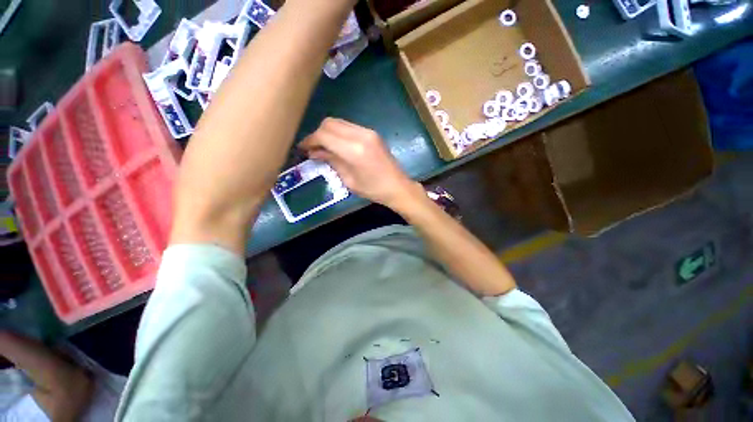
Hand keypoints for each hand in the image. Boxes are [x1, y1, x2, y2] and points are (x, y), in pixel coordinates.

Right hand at [299, 118, 421, 208]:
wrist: (398, 186)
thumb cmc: (373, 189)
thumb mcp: (349, 180)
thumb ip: (331, 161)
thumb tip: (314, 152)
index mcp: (354, 150)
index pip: (324, 135)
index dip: (310, 140)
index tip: (302, 148)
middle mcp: (360, 135)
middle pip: (329, 123)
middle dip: (317, 134)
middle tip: (313, 149)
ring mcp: (368, 132)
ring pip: (339, 122)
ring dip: (328, 132)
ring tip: (324, 148)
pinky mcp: (372, 133)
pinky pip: (349, 127)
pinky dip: (339, 133)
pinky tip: (338, 146)